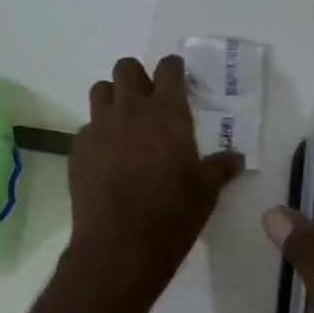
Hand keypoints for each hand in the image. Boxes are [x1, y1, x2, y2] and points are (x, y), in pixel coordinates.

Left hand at [69, 55, 245, 295]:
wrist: (121, 244)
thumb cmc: (173, 213)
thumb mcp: (206, 191)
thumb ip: (220, 168)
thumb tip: (235, 158)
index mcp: (167, 112)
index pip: (168, 69)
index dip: (173, 68)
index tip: (177, 76)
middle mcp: (130, 110)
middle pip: (125, 68)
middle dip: (137, 77)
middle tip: (147, 98)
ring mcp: (99, 127)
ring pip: (100, 91)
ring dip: (112, 98)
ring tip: (123, 122)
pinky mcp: (78, 149)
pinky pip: (87, 128)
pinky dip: (97, 135)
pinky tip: (106, 158)